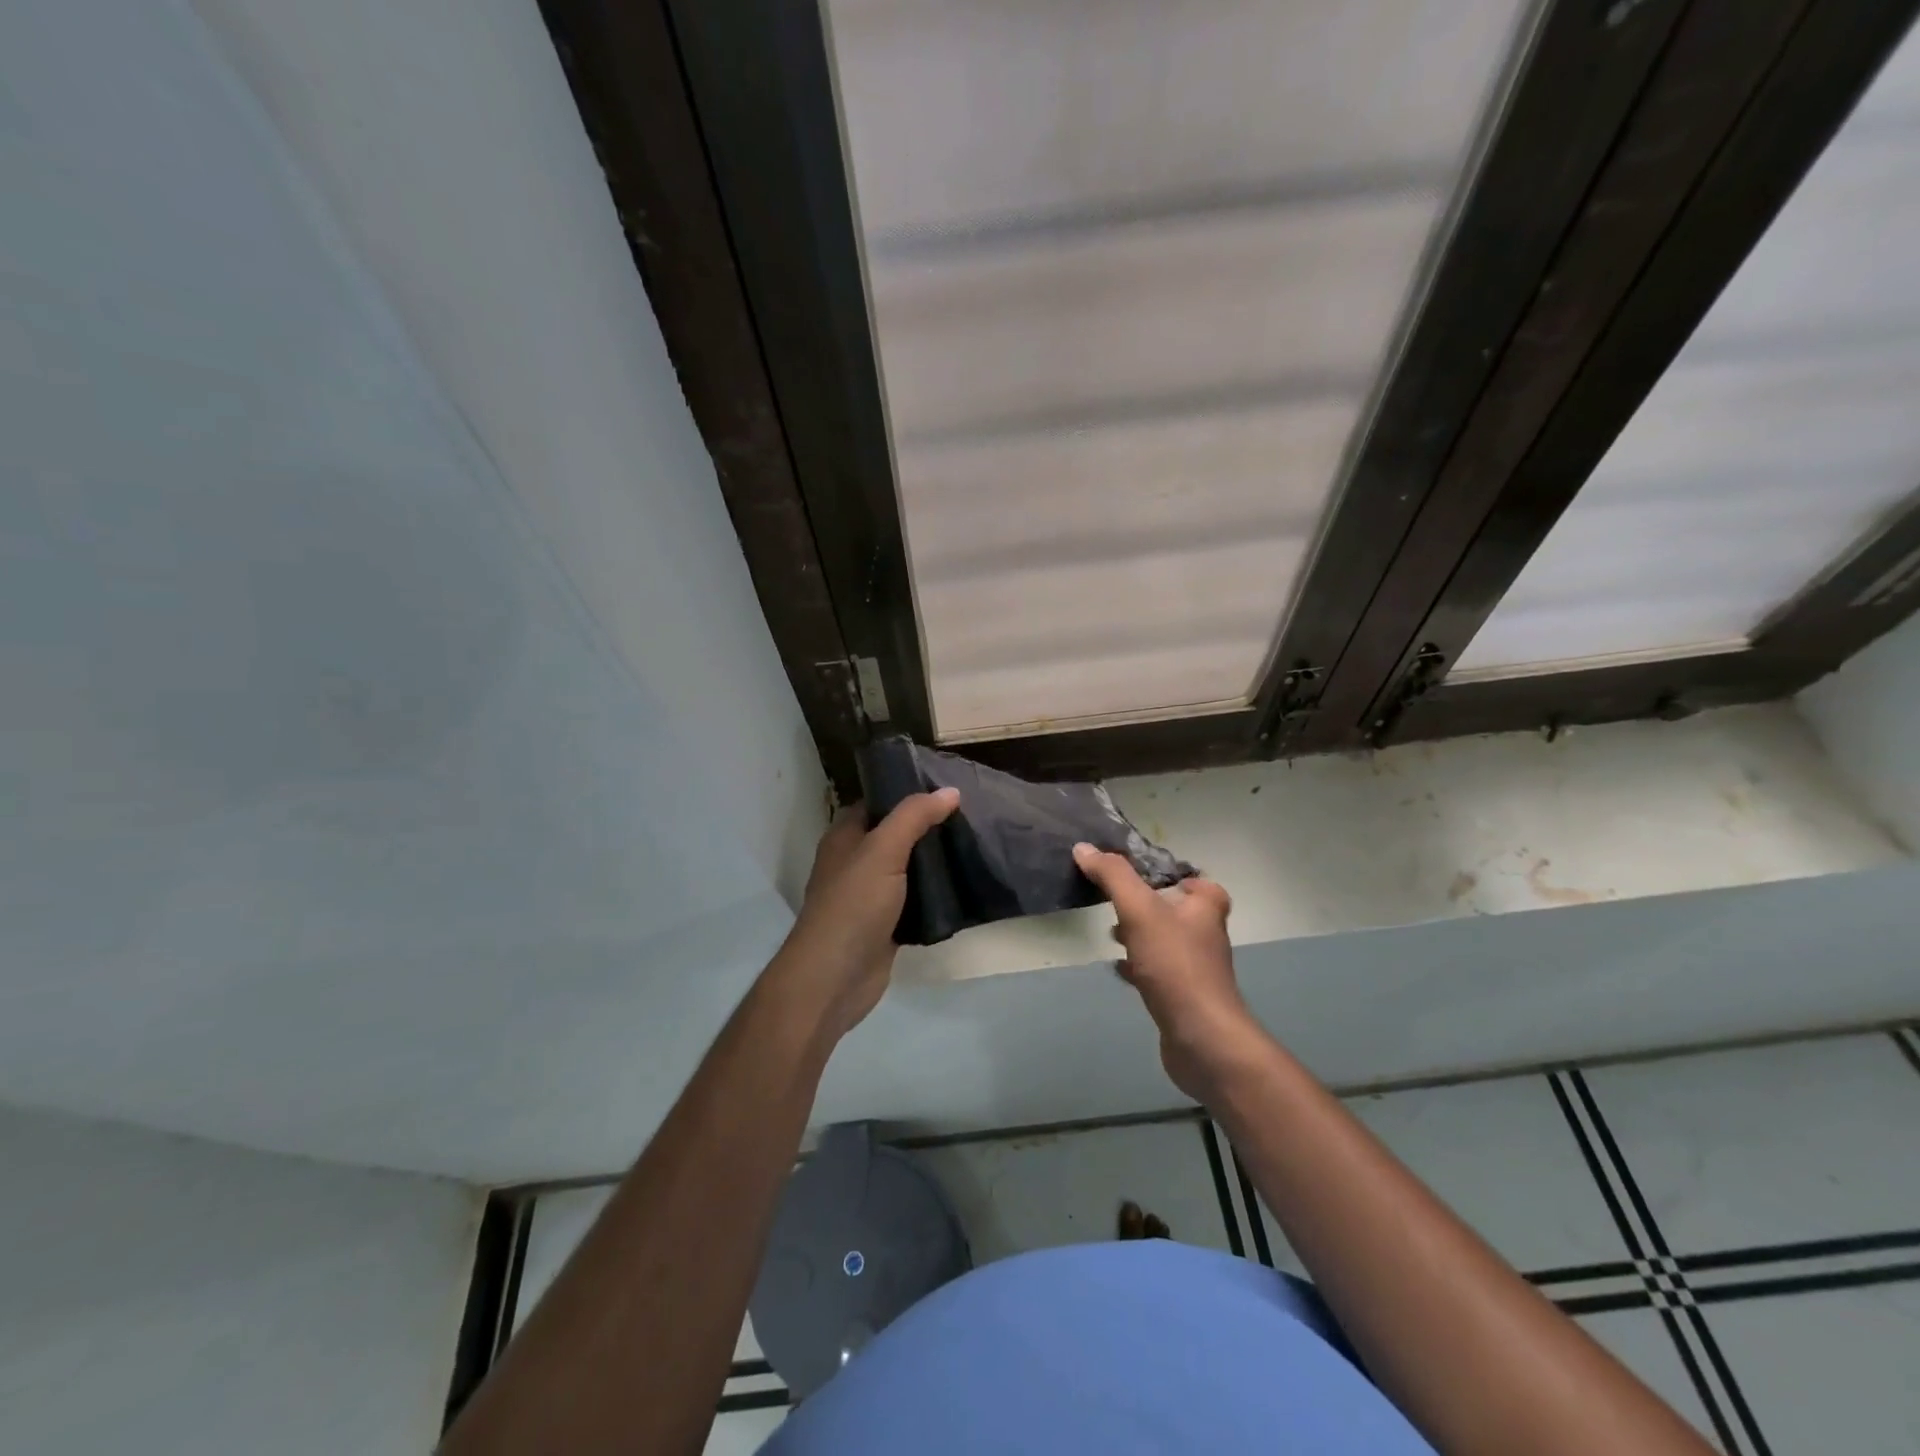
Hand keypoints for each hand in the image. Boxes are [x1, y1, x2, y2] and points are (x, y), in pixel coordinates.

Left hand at [769, 789, 959, 1046]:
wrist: (835, 978)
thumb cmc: (853, 905)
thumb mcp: (883, 850)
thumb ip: (914, 817)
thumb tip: (949, 791)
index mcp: (844, 837)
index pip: (877, 803)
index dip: (907, 793)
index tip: (946, 789)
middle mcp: (854, 863)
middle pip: (895, 836)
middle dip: (927, 828)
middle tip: (968, 817)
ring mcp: (869, 896)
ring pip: (906, 870)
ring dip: (933, 862)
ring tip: (972, 846)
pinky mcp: (885, 926)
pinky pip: (913, 902)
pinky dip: (934, 896)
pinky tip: (962, 887)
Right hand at [1072, 843, 1262, 1101]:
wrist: (1201, 1038)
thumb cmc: (1175, 965)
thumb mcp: (1139, 910)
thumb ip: (1113, 877)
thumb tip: (1084, 848)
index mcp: (1205, 908)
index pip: (1198, 882)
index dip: (1176, 877)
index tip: (1145, 878)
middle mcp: (1206, 935)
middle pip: (1178, 911)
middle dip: (1149, 906)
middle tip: (1119, 904)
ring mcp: (1196, 969)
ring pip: (1166, 942)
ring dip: (1141, 936)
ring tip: (1112, 934)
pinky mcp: (1184, 997)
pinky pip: (1158, 974)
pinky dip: (1138, 968)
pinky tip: (1117, 970)